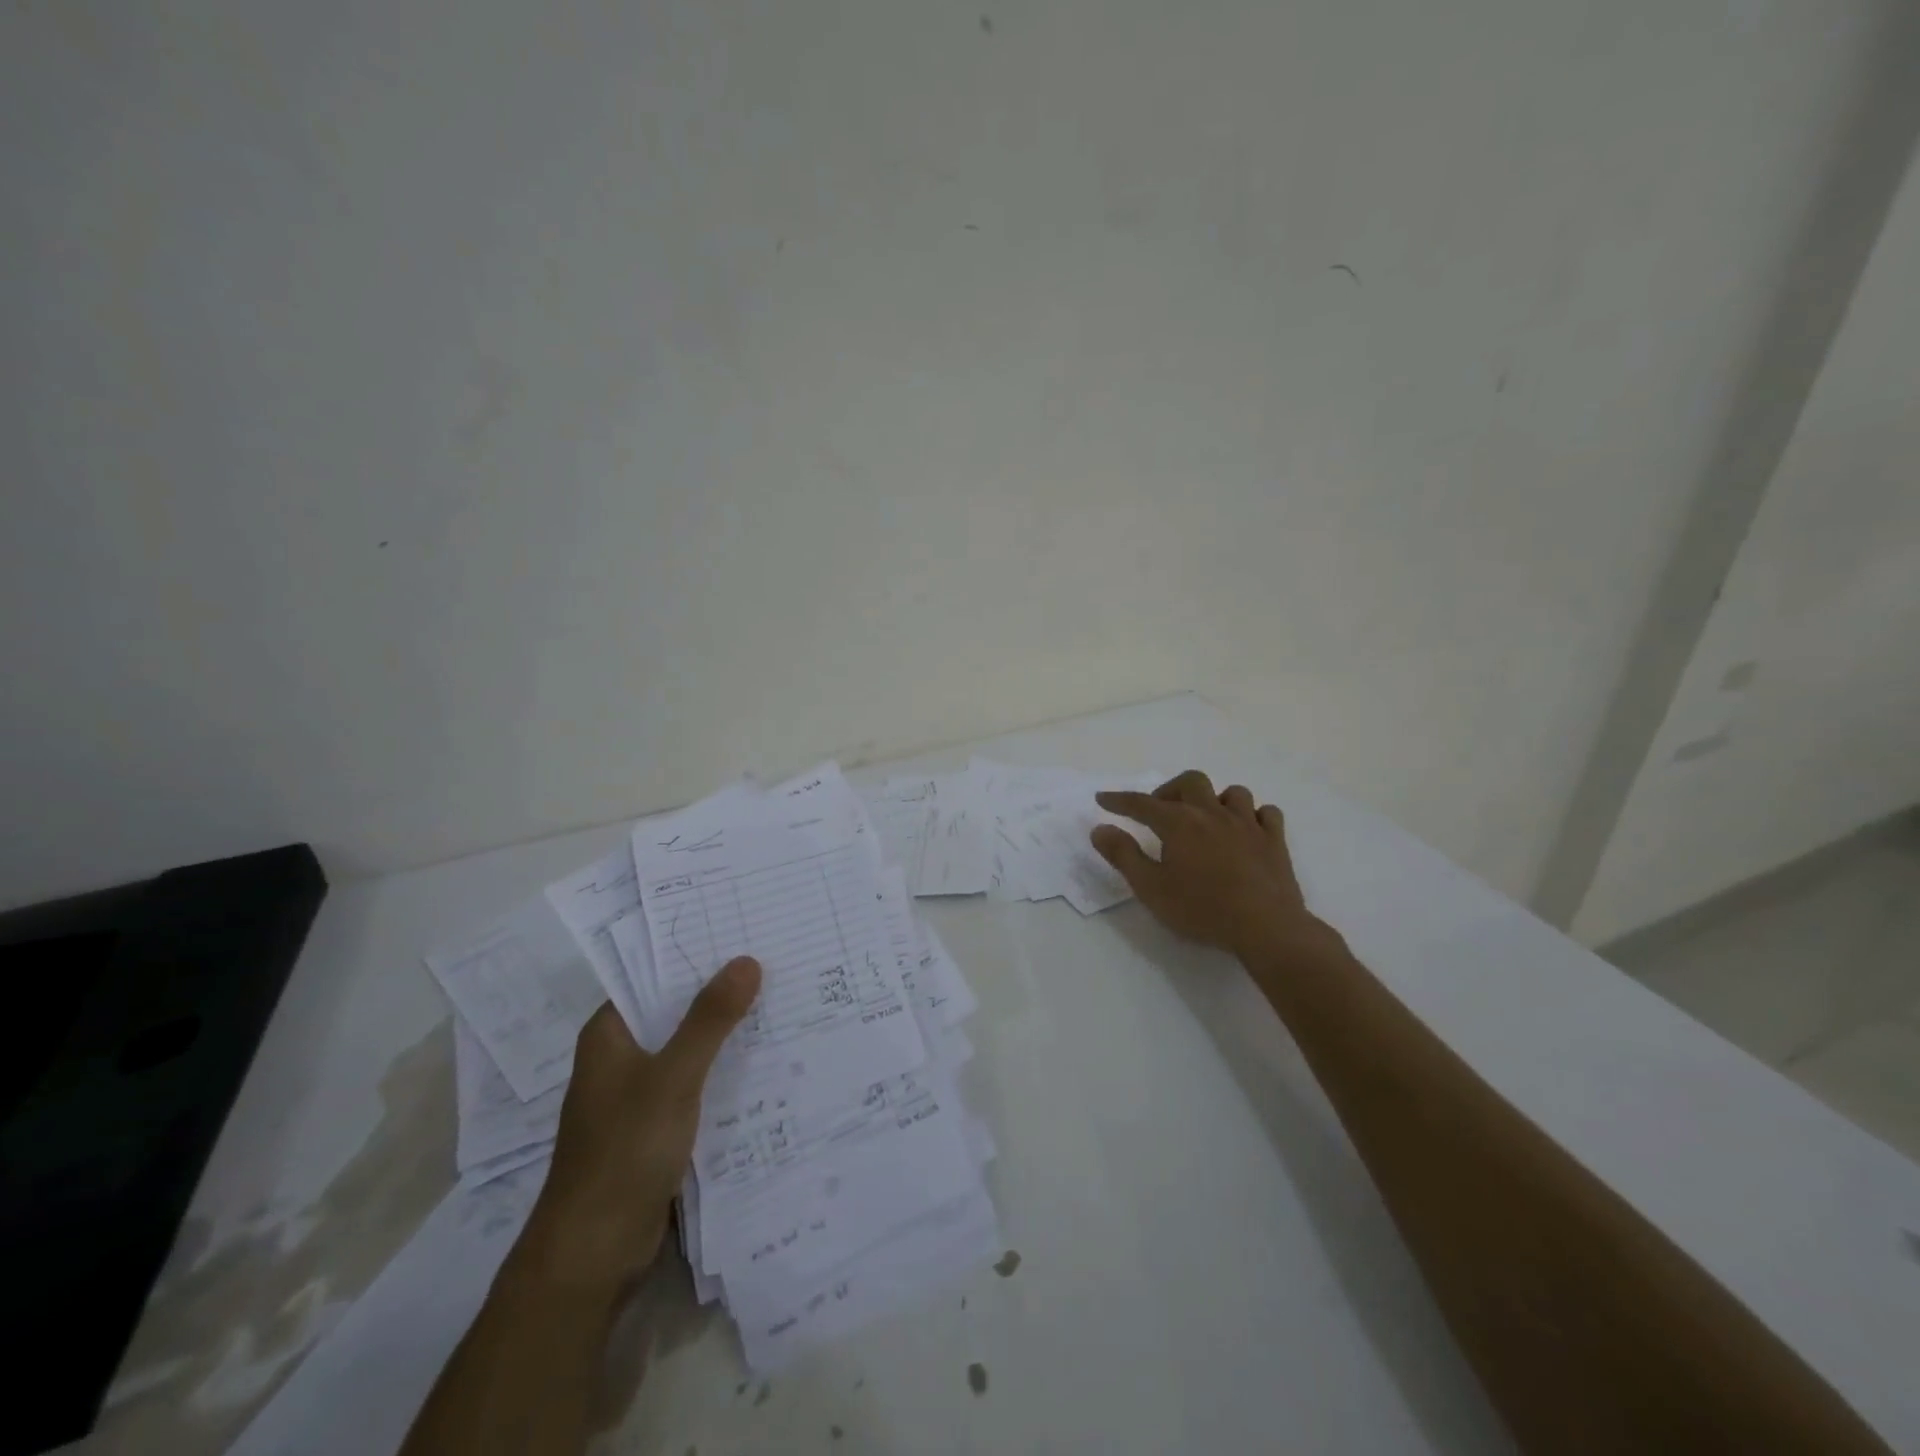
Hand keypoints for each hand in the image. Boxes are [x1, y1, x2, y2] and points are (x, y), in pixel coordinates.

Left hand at [520, 956, 761, 1294]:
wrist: (593, 1254)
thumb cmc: (624, 1151)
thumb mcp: (674, 1077)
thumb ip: (710, 1019)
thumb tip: (746, 960)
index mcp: (609, 1035)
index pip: (654, 976)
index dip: (696, 955)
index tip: (744, 934)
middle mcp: (620, 1058)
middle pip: (675, 1012)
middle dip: (721, 994)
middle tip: (777, 964)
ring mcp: (637, 1095)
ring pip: (689, 1050)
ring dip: (727, 1035)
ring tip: (783, 1004)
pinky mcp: (655, 1129)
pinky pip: (696, 1086)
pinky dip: (724, 1073)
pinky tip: (767, 1063)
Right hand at [1091, 770, 1327, 961]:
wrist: (1265, 927)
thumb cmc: (1202, 909)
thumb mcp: (1151, 888)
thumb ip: (1123, 855)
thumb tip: (1100, 829)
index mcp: (1179, 823)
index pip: (1141, 803)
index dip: (1119, 800)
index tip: (1103, 799)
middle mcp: (1212, 813)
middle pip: (1190, 782)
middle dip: (1171, 790)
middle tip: (1161, 812)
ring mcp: (1248, 824)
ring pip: (1232, 793)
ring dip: (1215, 800)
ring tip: (1206, 820)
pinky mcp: (1275, 840)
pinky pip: (1266, 813)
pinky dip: (1253, 815)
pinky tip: (1246, 830)